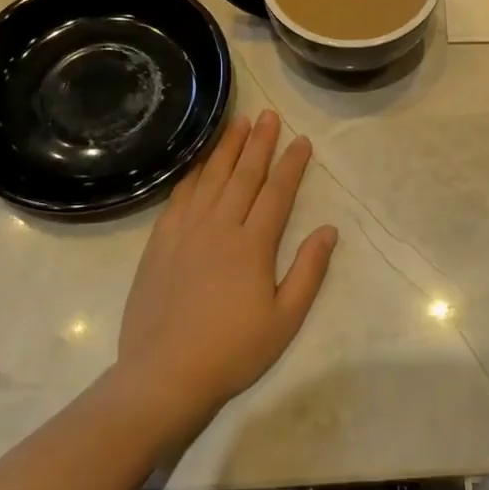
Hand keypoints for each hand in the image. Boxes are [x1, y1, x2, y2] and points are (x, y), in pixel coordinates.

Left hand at [116, 111, 338, 431]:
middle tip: (268, 114)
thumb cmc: (233, 351)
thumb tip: (329, 230)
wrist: (164, 375)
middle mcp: (219, 227)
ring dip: (227, 149)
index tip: (301, 140)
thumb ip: (308, 271)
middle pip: (244, 175)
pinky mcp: (159, 243)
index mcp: (253, 245)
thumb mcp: (285, 319)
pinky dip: (192, 175)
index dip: (291, 164)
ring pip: (210, 179)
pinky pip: (179, 198)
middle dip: (259, 143)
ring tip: (238, 123)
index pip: (277, 192)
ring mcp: (185, 232)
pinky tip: (199, 163)